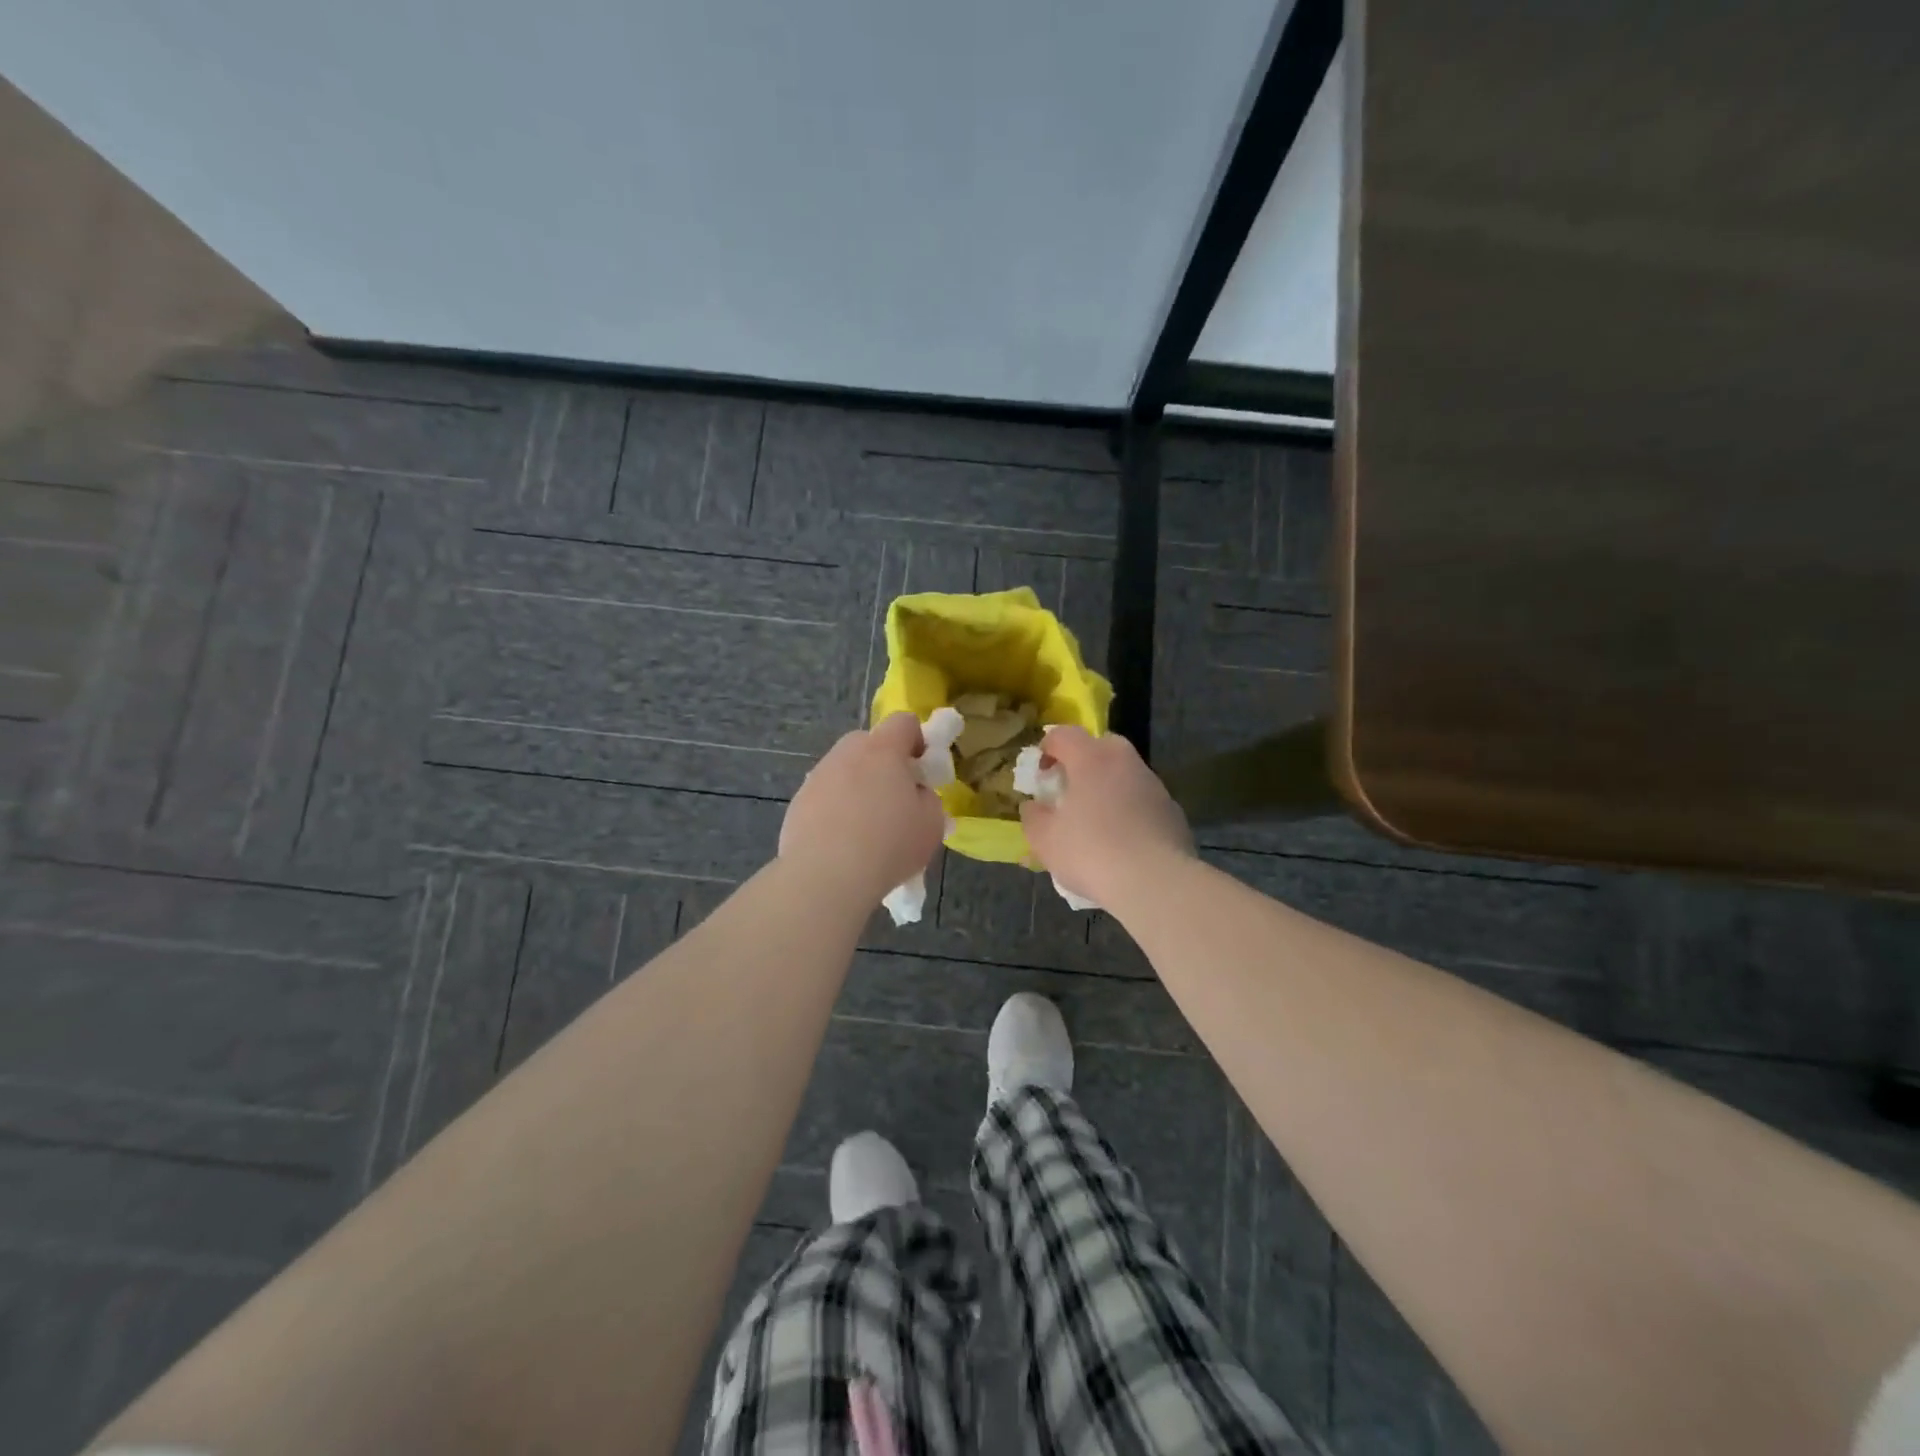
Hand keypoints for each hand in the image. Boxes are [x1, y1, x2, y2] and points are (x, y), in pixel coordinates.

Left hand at [779, 712, 947, 903]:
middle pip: (869, 743)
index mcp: (882, 750)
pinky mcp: (798, 802)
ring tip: (865, 827)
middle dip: (883, 762)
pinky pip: (825, 795)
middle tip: (895, 798)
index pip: (904, 722)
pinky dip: (835, 809)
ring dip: (857, 785)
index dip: (917, 740)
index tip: (922, 769)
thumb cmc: (889, 845)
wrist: (826, 877)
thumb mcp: (931, 823)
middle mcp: (846, 753)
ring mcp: (818, 776)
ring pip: (844, 769)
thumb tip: (914, 793)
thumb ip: (927, 798)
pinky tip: (841, 842)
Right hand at [1019, 726, 1193, 905]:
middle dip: (1083, 761)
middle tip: (1070, 790)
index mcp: (1091, 759)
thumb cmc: (1091, 852)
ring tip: (1096, 821)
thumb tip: (1033, 806)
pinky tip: (1122, 841)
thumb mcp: (1045, 839)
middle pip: (1101, 746)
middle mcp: (1125, 762)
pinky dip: (1130, 810)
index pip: (1064, 734)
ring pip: (1125, 774)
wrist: (1155, 882)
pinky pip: (1143, 801)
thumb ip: (1033, 816)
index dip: (1047, 748)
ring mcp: (1154, 785)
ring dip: (1108, 787)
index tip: (1040, 773)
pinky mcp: (1172, 811)